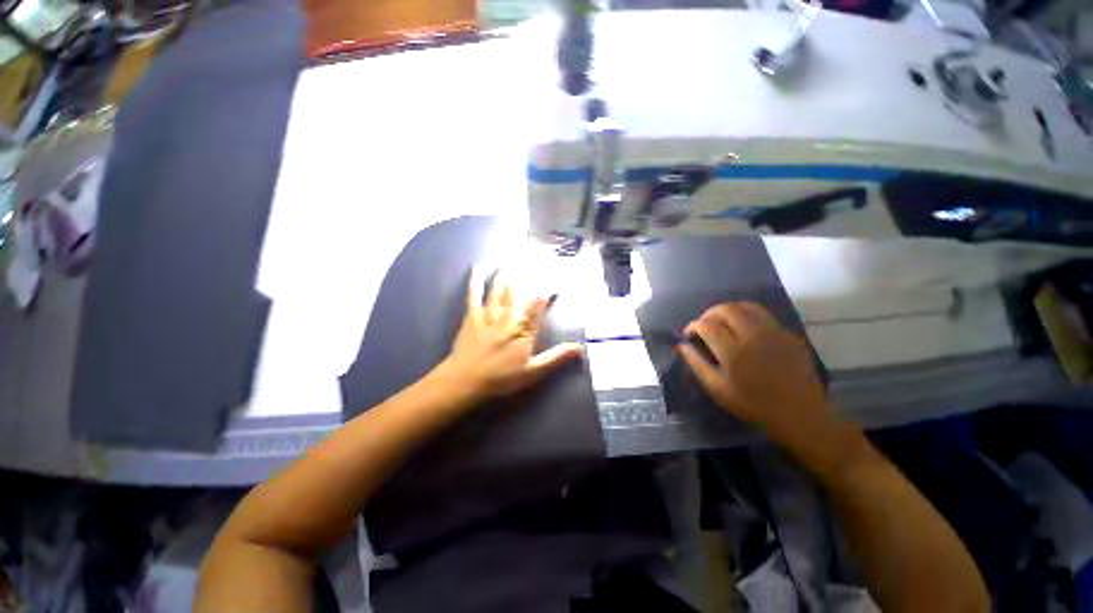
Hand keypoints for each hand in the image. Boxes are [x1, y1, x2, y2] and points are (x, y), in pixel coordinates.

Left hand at [438, 267, 582, 403]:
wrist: (466, 381)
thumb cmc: (501, 378)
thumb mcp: (533, 371)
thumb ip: (555, 357)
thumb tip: (579, 348)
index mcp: (524, 330)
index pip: (538, 307)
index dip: (545, 293)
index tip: (553, 281)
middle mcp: (508, 318)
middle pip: (519, 293)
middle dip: (526, 277)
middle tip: (531, 259)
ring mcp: (489, 315)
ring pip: (499, 290)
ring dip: (506, 274)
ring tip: (511, 260)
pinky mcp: (472, 316)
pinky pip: (474, 295)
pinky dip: (476, 280)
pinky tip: (478, 267)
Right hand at [678, 302, 828, 452]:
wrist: (799, 414)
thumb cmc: (753, 405)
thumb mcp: (717, 389)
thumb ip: (696, 364)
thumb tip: (681, 345)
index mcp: (734, 351)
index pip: (706, 325)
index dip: (693, 326)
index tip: (689, 334)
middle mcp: (754, 335)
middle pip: (725, 309)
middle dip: (708, 314)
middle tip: (703, 326)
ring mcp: (774, 332)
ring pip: (745, 306)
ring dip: (728, 310)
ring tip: (722, 322)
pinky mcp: (788, 334)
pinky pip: (763, 314)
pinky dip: (746, 314)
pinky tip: (743, 328)